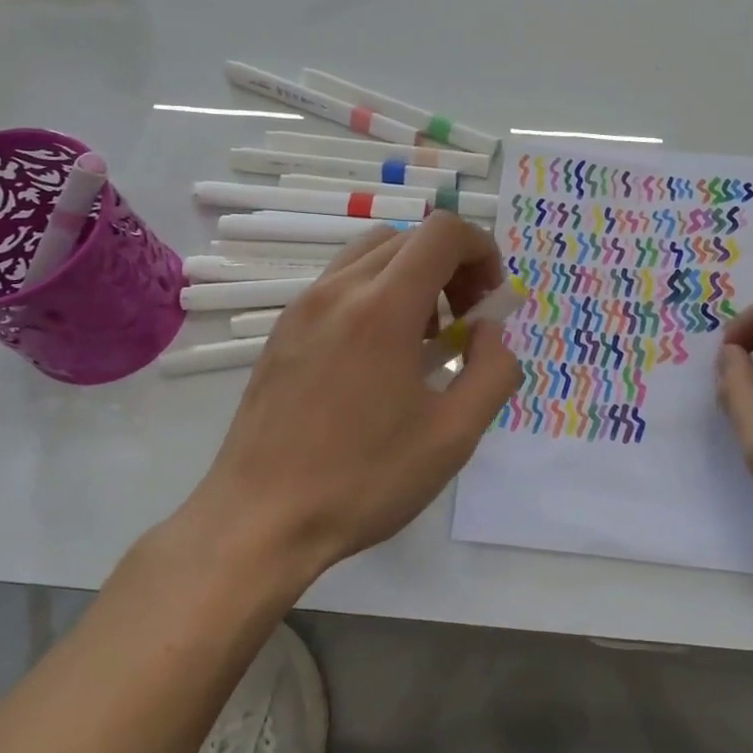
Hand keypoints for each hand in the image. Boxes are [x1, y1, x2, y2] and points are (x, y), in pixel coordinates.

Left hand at [187, 213, 522, 588]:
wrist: (260, 520)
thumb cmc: (364, 479)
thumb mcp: (454, 435)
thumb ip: (492, 370)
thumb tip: (488, 330)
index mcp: (383, 307)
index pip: (443, 232)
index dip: (481, 250)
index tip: (490, 299)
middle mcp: (339, 290)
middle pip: (409, 239)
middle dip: (451, 266)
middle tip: (464, 321)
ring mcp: (303, 307)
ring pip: (370, 254)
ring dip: (412, 276)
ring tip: (422, 337)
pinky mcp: (282, 330)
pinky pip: (339, 284)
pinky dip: (375, 293)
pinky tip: (378, 356)